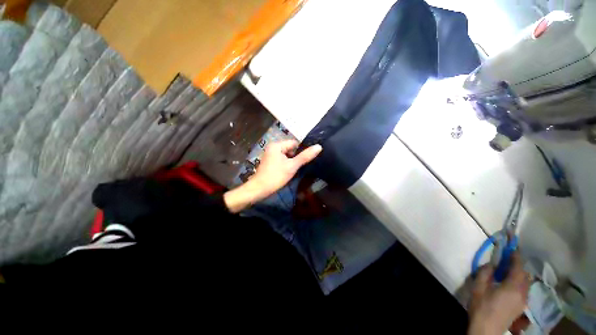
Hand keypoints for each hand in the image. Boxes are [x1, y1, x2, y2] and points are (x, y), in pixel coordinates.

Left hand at [224, 140, 321, 212]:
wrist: (259, 189)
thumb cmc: (276, 176)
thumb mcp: (292, 166)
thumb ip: (305, 156)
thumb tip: (319, 146)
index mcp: (276, 145)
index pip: (294, 143)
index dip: (301, 151)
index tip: (304, 161)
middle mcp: (272, 147)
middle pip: (290, 149)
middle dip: (295, 157)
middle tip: (297, 167)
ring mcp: (270, 154)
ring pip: (286, 155)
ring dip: (291, 162)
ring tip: (292, 171)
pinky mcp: (270, 161)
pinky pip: (282, 160)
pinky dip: (286, 164)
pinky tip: (287, 172)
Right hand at [468, 252, 530, 334]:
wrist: (487, 329)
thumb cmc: (482, 307)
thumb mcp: (478, 287)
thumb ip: (485, 273)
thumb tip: (491, 264)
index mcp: (513, 286)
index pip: (518, 266)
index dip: (515, 255)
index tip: (511, 245)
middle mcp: (523, 292)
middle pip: (524, 274)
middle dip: (517, 264)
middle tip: (505, 259)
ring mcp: (524, 300)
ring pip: (526, 282)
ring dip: (518, 274)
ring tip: (506, 272)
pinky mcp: (521, 306)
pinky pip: (524, 289)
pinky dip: (519, 282)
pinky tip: (508, 285)